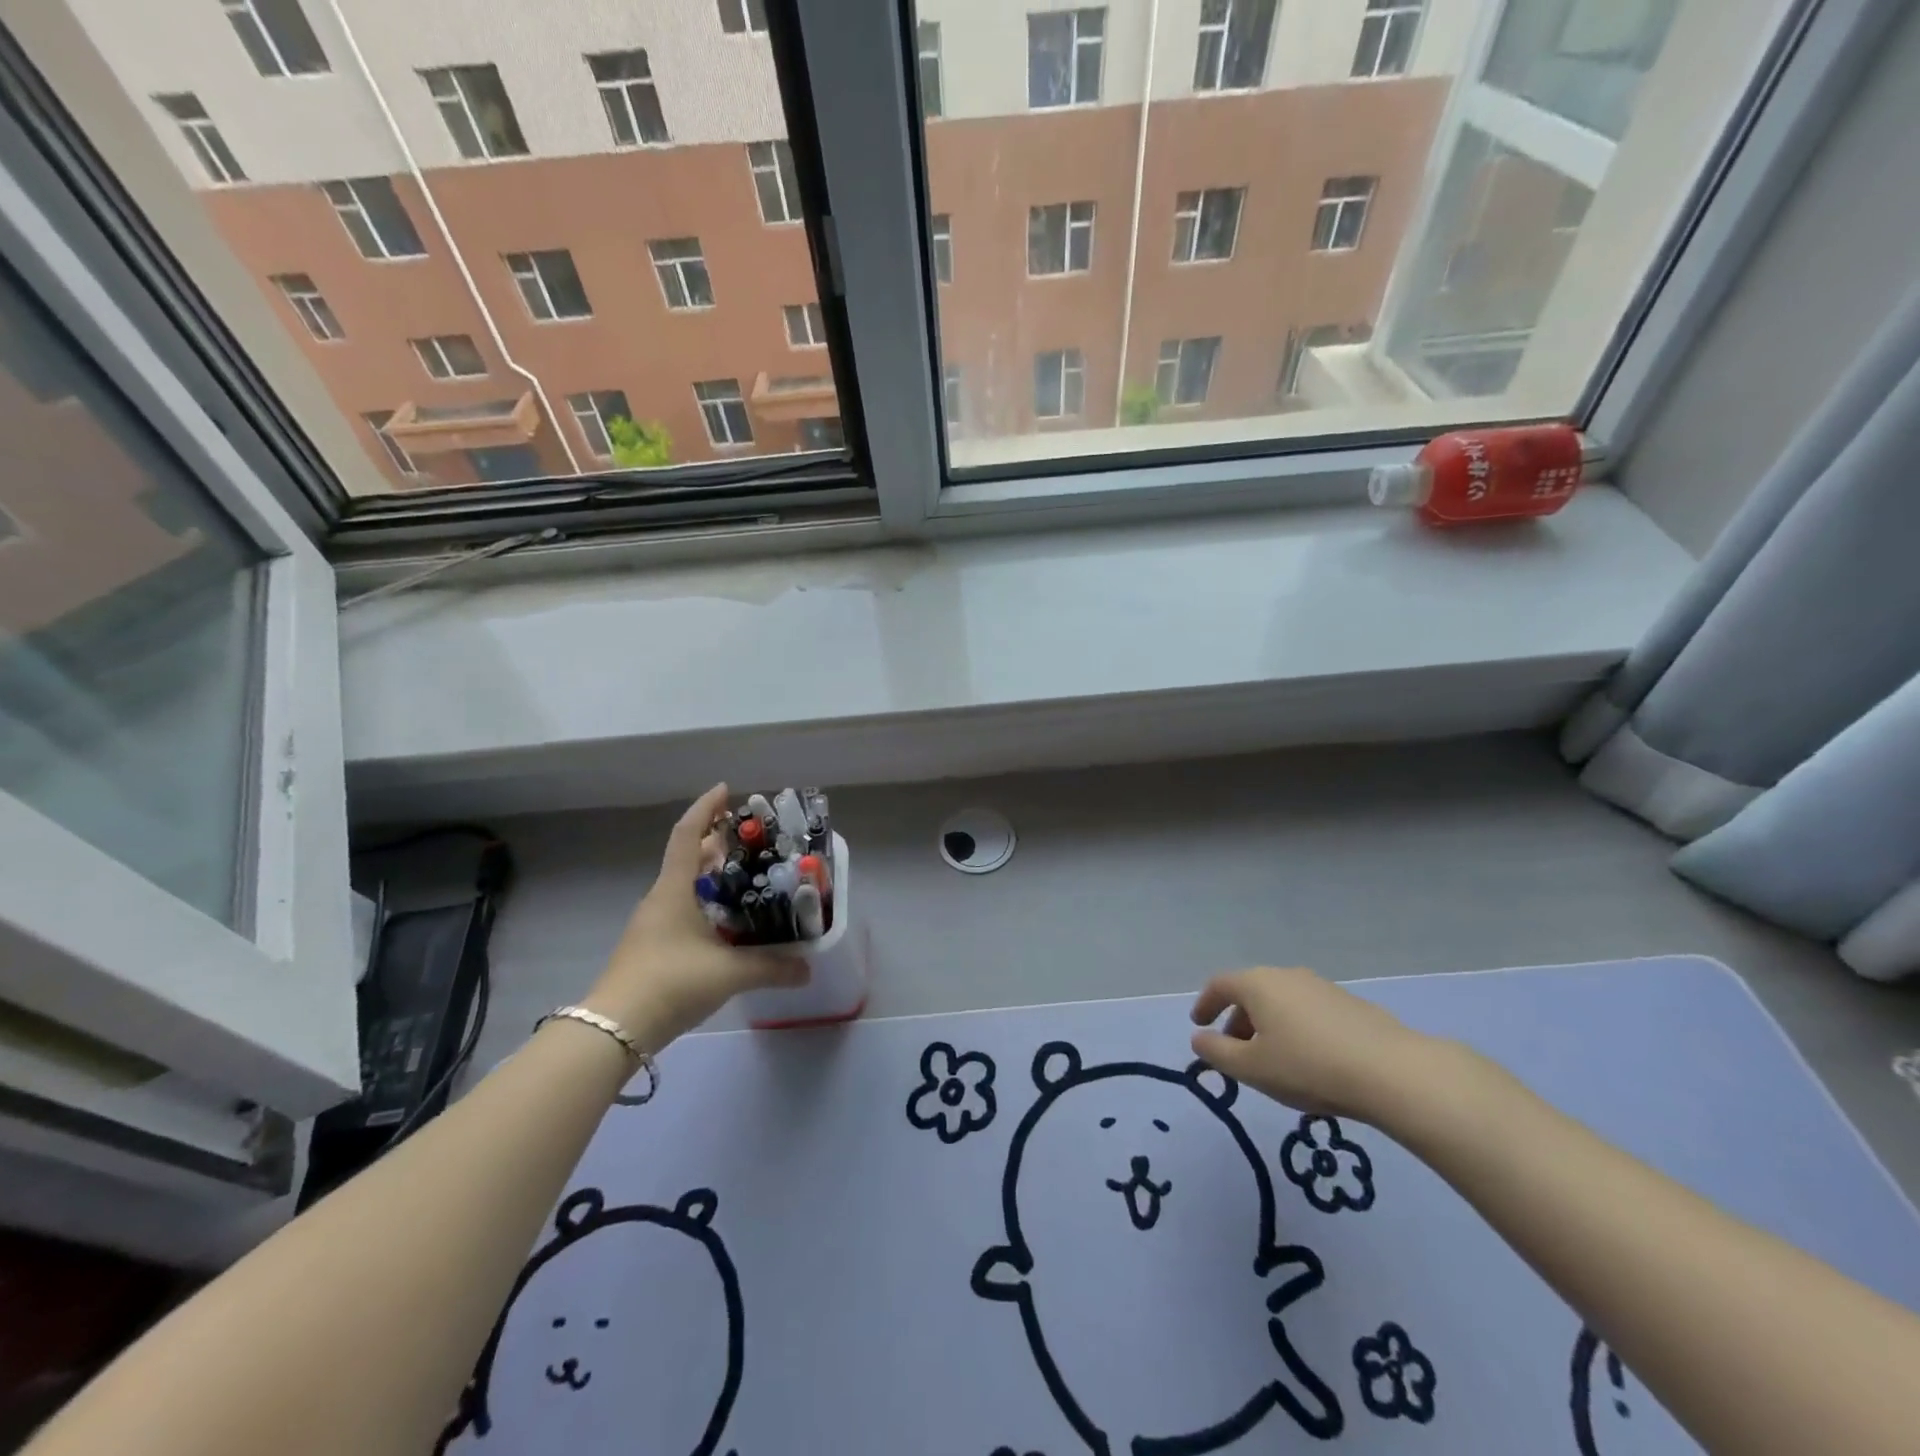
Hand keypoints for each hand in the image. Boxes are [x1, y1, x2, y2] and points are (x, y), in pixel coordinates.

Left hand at [586, 784, 806, 1048]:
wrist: (614, 1030)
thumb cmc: (671, 982)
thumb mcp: (729, 973)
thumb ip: (772, 967)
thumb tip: (808, 967)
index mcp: (674, 890)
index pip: (686, 836)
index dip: (705, 809)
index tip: (725, 790)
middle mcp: (661, 900)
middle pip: (688, 859)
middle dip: (717, 843)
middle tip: (751, 839)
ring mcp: (653, 925)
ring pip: (685, 887)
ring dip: (712, 876)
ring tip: (747, 876)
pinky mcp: (652, 948)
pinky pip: (683, 911)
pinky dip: (706, 904)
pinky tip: (728, 922)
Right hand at [1189, 967, 1433, 1121]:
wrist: (1393, 1073)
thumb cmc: (1309, 1067)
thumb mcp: (1251, 1068)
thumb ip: (1217, 1052)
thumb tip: (1199, 1038)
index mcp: (1258, 984)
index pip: (1219, 985)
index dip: (1205, 1004)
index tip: (1199, 1025)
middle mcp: (1287, 976)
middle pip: (1251, 992)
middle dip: (1237, 1019)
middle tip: (1234, 1049)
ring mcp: (1322, 987)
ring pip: (1282, 1002)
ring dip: (1268, 1025)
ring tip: (1272, 1059)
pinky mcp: (1351, 1005)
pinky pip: (1308, 1012)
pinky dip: (1296, 1029)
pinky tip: (1309, 1060)